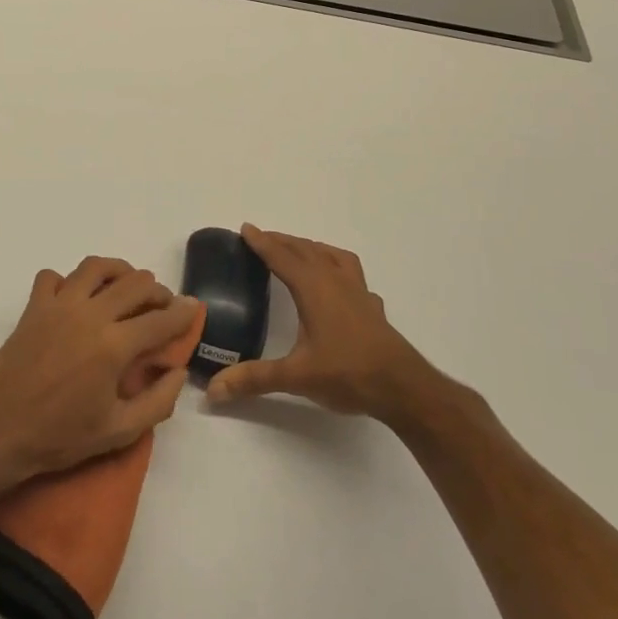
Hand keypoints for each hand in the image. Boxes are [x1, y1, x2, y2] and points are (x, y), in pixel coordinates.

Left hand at [0, 257, 200, 487]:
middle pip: (134, 284)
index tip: (194, 307)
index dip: (183, 312)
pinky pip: (52, 277)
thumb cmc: (60, 436)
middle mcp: (89, 315)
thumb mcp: (118, 432)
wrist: (0, 431)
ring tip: (126, 285)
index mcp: (114, 346)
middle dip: (156, 290)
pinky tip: (75, 298)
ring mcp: (58, 306)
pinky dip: (68, 281)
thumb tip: (177, 371)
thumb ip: (157, 401)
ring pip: (95, 267)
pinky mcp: (33, 308)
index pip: (160, 319)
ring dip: (118, 271)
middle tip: (162, 304)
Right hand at [205, 225, 452, 425]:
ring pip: (332, 256)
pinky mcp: (373, 308)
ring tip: (298, 250)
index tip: (245, 228)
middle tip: (262, 238)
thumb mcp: (296, 377)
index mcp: (314, 289)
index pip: (282, 257)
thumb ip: (254, 379)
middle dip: (282, 241)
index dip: (262, 242)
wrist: (404, 388)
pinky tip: (337, 285)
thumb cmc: (348, 374)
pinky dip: (338, 268)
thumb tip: (213, 390)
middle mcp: (335, 282)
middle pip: (306, 250)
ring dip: (311, 247)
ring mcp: (358, 293)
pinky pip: (353, 274)